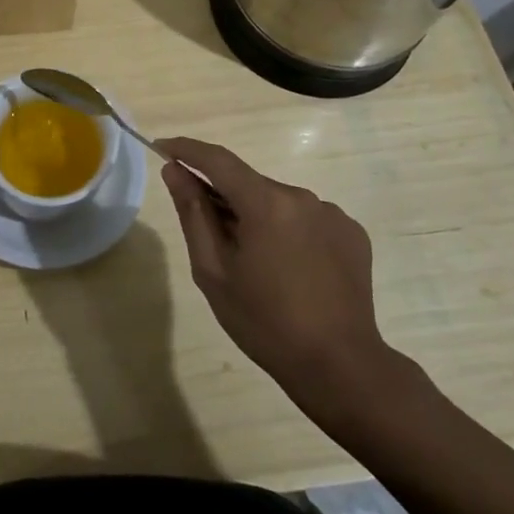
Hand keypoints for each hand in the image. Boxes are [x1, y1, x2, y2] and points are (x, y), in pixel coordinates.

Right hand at [157, 137, 414, 429]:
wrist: (340, 366)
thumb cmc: (265, 322)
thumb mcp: (213, 270)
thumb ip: (193, 213)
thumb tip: (175, 171)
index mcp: (266, 203)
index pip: (218, 160)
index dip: (187, 150)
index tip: (162, 147)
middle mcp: (302, 196)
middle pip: (249, 184)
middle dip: (224, 197)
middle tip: (208, 236)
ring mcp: (332, 213)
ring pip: (278, 202)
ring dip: (257, 217)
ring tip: (254, 263)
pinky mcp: (352, 233)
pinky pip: (306, 219)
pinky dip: (287, 231)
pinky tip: (289, 269)